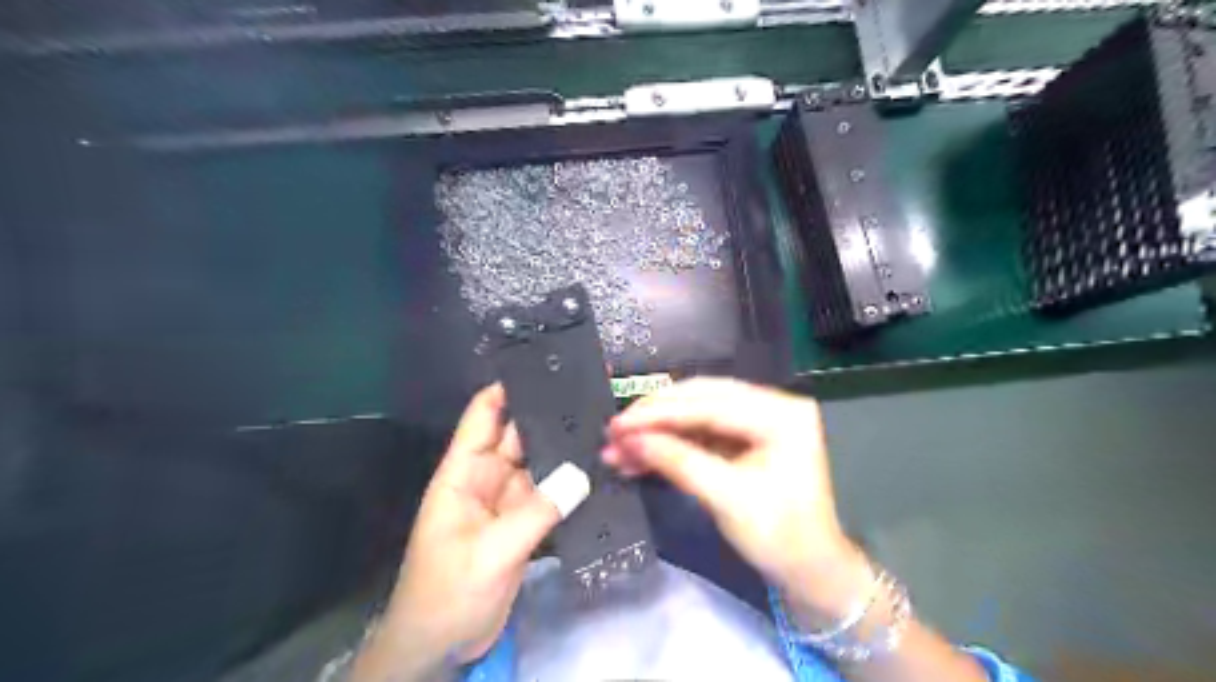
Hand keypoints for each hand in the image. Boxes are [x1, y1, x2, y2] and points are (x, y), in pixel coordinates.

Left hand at [351, 384, 589, 681]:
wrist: (439, 647)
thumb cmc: (446, 594)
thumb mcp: (489, 553)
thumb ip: (536, 513)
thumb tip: (581, 473)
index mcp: (463, 474)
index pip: (484, 416)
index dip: (510, 388)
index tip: (549, 369)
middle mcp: (487, 478)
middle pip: (520, 435)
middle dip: (551, 415)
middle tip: (593, 395)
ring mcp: (508, 501)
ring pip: (540, 465)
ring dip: (566, 450)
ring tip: (605, 427)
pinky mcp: (524, 524)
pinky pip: (551, 495)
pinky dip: (571, 484)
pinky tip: (599, 472)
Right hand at [601, 378, 867, 623]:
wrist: (809, 570)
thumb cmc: (779, 536)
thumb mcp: (727, 499)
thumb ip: (678, 462)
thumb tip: (629, 441)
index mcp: (780, 414)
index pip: (710, 404)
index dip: (659, 414)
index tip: (618, 425)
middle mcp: (771, 405)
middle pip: (701, 399)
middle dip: (654, 417)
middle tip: (614, 431)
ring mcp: (757, 419)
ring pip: (695, 414)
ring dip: (657, 431)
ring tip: (618, 448)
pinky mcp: (743, 437)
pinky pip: (699, 432)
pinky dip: (669, 443)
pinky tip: (639, 455)